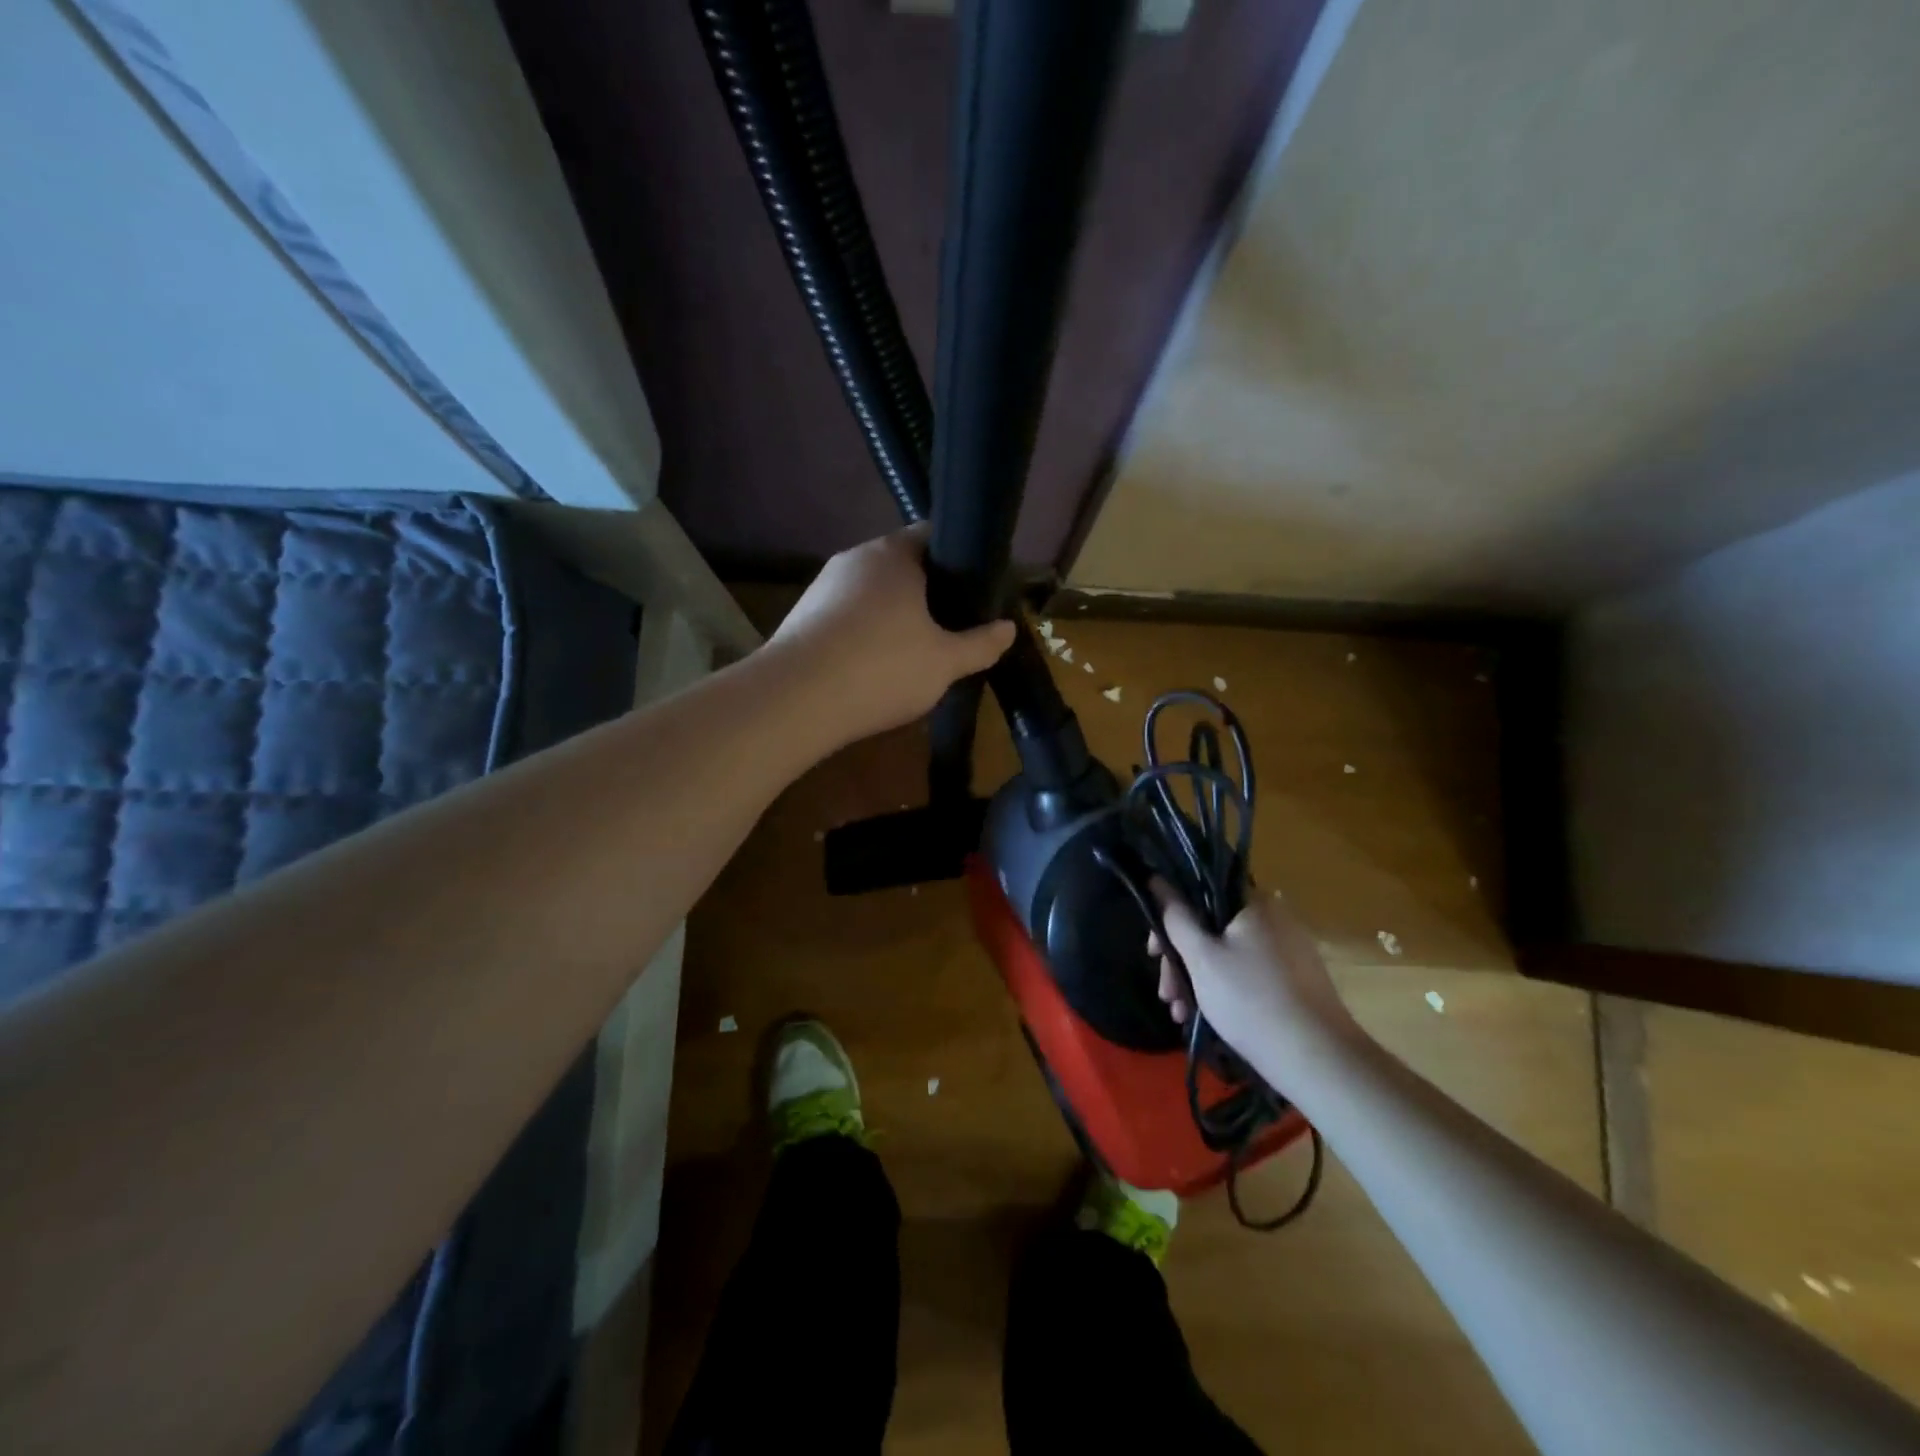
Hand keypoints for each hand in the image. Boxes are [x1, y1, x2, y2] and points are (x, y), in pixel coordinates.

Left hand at [768, 524, 1016, 749]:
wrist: (795, 700)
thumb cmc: (881, 668)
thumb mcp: (945, 662)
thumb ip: (980, 644)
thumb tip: (1008, 628)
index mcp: (893, 554)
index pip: (932, 536)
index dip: (959, 559)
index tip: (975, 590)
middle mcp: (855, 558)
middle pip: (902, 565)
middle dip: (928, 592)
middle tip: (952, 626)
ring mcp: (823, 586)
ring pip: (872, 592)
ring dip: (894, 615)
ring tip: (915, 651)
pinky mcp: (802, 616)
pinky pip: (846, 616)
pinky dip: (865, 633)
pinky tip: (873, 666)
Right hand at [1152, 886, 1356, 1069]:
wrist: (1319, 1060)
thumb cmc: (1250, 1000)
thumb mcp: (1201, 958)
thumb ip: (1175, 916)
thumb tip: (1157, 879)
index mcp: (1254, 902)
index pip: (1201, 892)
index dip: (1171, 916)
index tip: (1155, 951)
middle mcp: (1274, 917)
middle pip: (1212, 926)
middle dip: (1181, 959)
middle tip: (1167, 993)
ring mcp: (1289, 949)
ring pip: (1228, 953)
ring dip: (1198, 979)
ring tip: (1181, 1014)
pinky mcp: (1296, 979)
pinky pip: (1248, 972)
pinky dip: (1224, 988)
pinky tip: (1207, 1017)